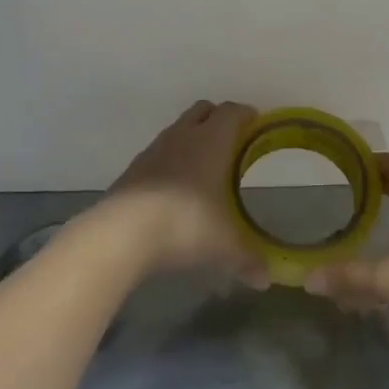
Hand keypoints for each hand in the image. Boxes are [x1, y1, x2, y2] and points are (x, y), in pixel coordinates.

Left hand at [99, 100, 267, 285]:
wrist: (122, 233)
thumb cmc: (185, 224)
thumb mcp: (224, 246)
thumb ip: (247, 258)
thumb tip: (265, 279)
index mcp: (212, 141)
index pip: (232, 111)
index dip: (246, 115)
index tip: (256, 124)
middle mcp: (183, 136)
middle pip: (203, 110)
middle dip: (218, 119)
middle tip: (232, 142)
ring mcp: (154, 150)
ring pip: (178, 129)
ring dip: (192, 139)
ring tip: (203, 167)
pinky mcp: (132, 168)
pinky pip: (158, 153)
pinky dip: (170, 161)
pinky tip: (174, 188)